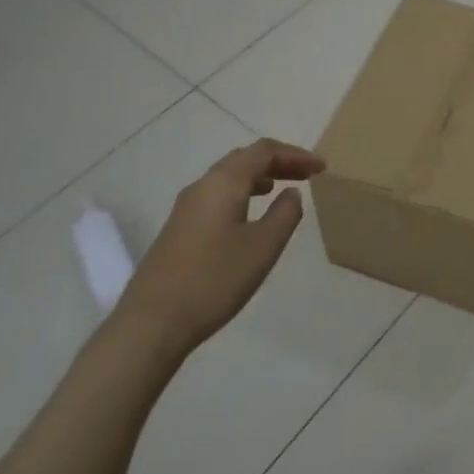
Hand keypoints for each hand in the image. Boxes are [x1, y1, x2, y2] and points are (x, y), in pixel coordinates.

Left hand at [117, 138, 324, 354]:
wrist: (152, 322)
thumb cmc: (215, 279)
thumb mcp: (263, 247)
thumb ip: (285, 214)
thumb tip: (291, 193)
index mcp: (223, 183)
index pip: (264, 151)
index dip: (296, 154)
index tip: (321, 168)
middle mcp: (202, 186)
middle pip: (244, 159)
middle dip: (278, 162)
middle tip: (308, 175)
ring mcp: (186, 208)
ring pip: (229, 178)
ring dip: (260, 177)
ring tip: (283, 190)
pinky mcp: (179, 229)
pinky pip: (218, 196)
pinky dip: (243, 194)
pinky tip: (251, 216)